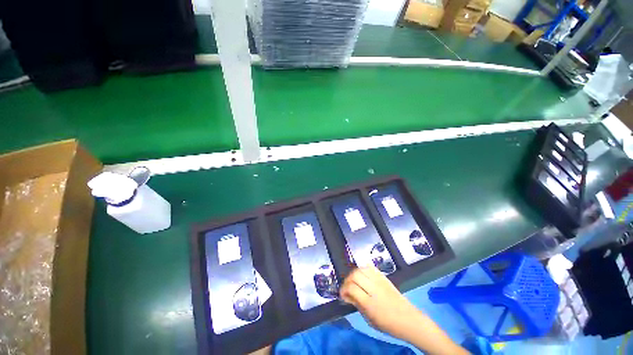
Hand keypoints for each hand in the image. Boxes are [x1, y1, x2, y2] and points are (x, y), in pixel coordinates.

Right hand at [339, 266, 425, 339]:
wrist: (408, 319)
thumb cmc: (388, 325)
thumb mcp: (370, 320)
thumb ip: (357, 305)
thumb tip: (346, 296)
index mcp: (371, 303)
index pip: (352, 288)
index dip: (343, 290)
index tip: (342, 295)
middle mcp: (374, 289)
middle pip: (355, 275)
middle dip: (347, 280)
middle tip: (347, 287)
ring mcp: (380, 281)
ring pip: (362, 269)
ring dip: (354, 274)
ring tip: (353, 281)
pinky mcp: (384, 277)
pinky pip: (370, 267)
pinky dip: (363, 269)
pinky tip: (362, 276)